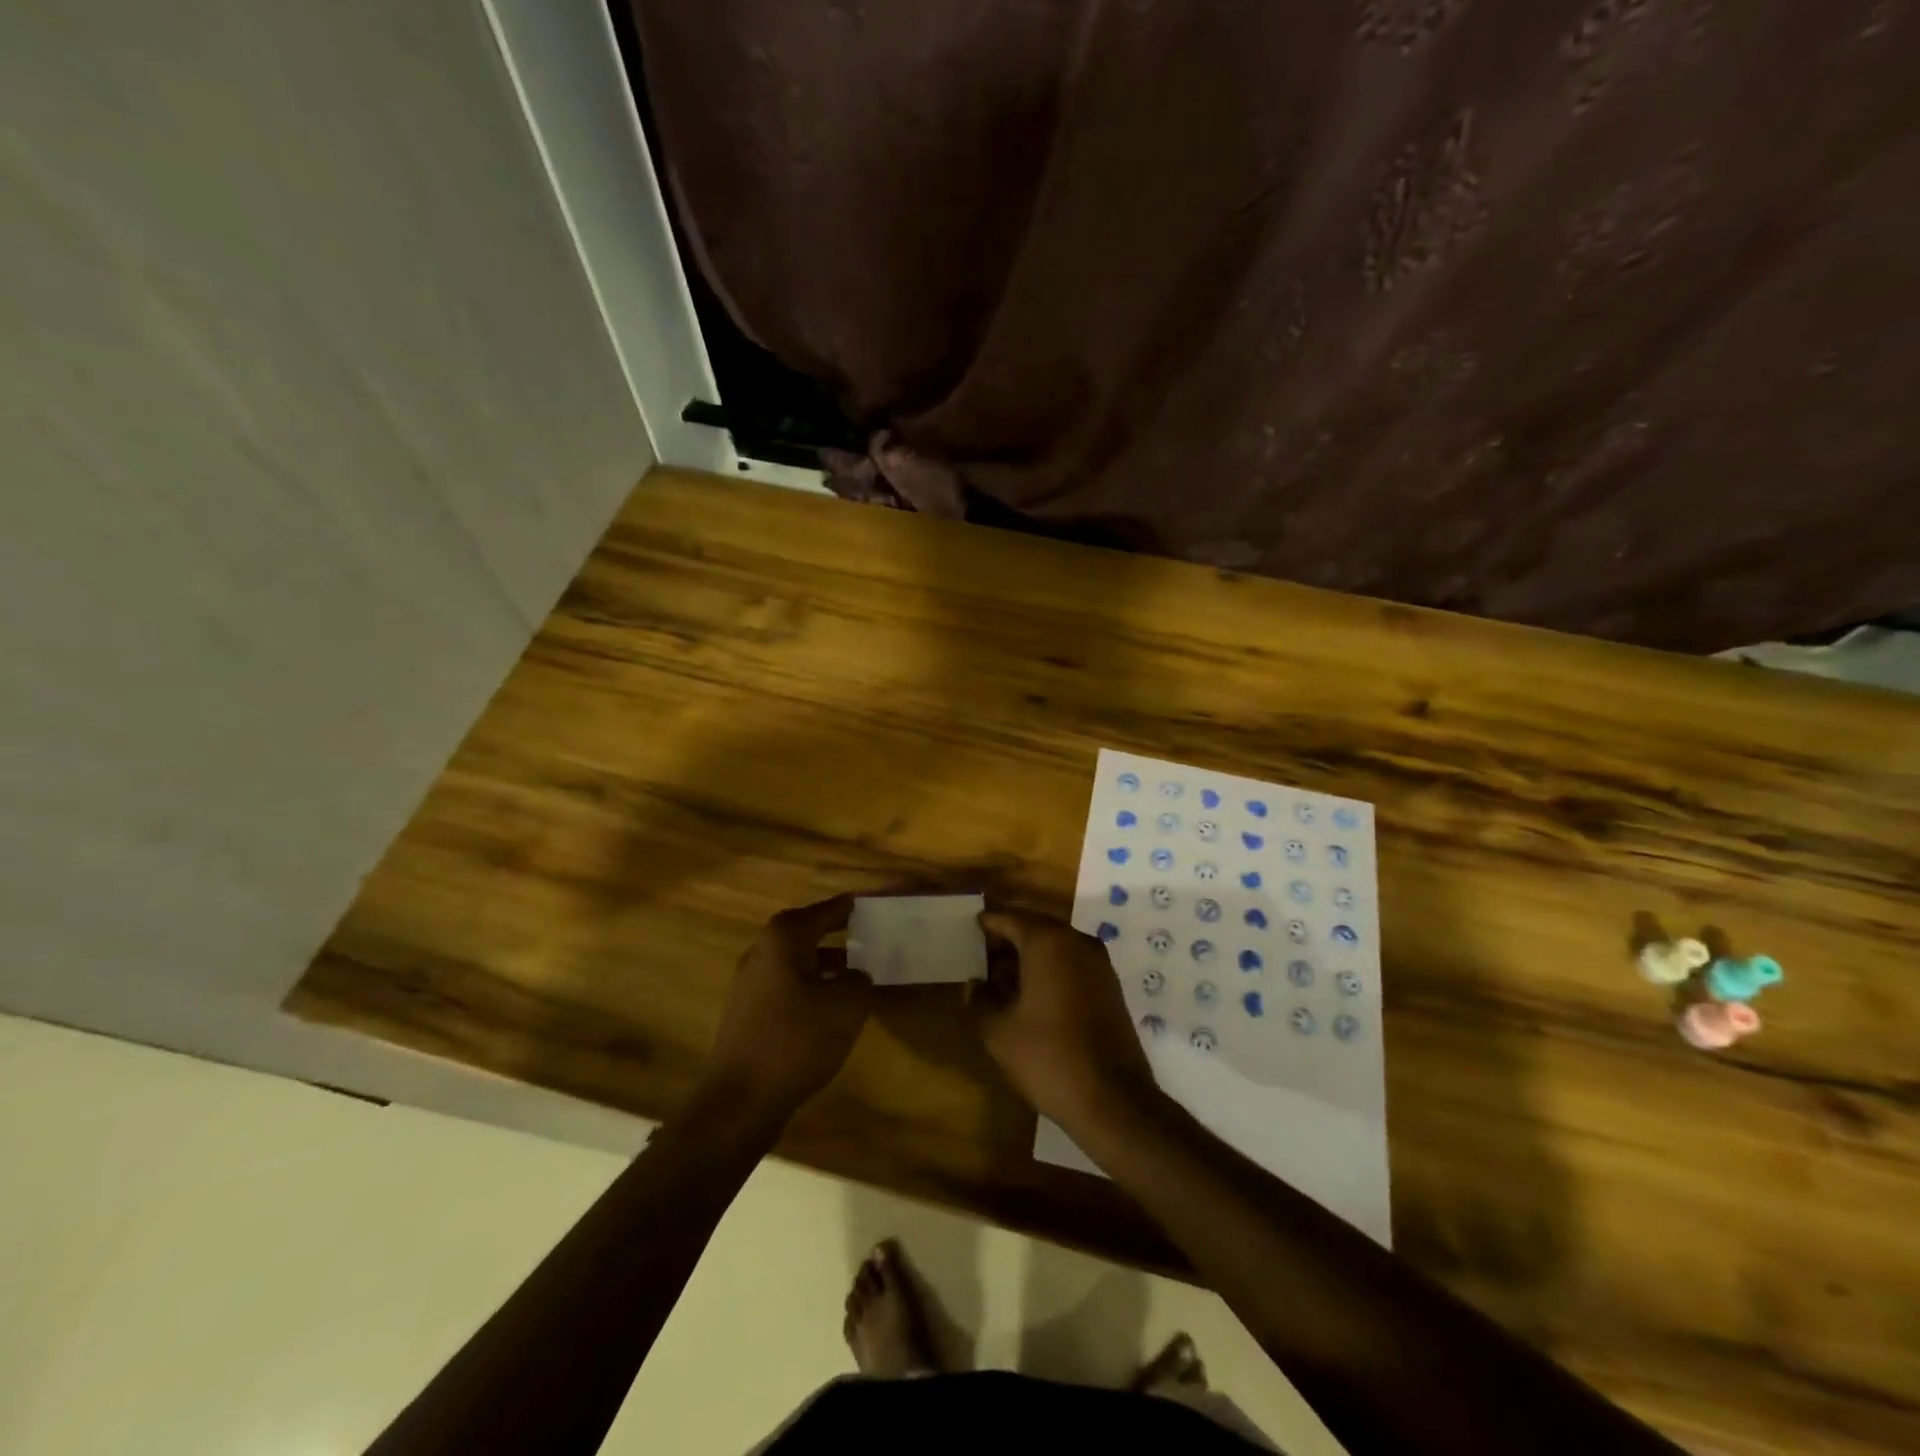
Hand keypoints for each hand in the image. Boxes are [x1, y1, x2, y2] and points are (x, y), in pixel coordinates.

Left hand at [697, 895, 871, 1124]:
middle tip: (868, 936)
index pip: (825, 911)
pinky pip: (787, 988)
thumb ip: (859, 980)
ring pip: (796, 963)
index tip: (870, 904)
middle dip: (836, 934)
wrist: (739, 1100)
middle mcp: (762, 952)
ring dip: (824, 965)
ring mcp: (750, 984)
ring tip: (856, 976)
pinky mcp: (747, 1015)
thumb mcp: (846, 1006)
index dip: (849, 908)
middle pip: (806, 933)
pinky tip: (830, 1010)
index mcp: (784, 938)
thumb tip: (857, 975)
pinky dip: (810, 989)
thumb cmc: (796, 1040)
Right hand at [969, 907, 1159, 1132]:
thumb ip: (978, 1002)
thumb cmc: (1048, 1058)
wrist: (1113, 1099)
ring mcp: (1099, 963)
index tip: (970, 928)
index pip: (1010, 918)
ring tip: (1003, 978)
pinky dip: (1051, 968)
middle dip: (1009, 938)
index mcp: (1048, 942)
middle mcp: (1076, 942)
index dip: (988, 923)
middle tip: (983, 955)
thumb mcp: (998, 1033)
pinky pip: (1073, 962)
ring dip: (1030, 954)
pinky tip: (1033, 995)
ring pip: (1057, 944)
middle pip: (1035, 926)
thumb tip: (973, 985)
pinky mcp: (1110, 986)